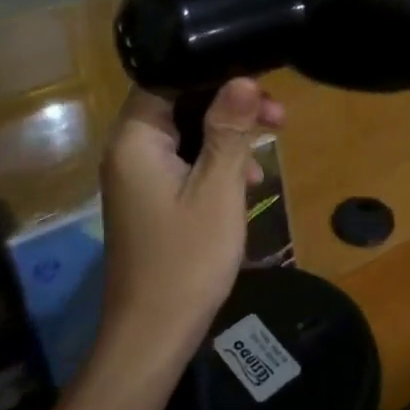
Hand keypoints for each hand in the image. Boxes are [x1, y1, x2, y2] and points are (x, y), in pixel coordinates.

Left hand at [59, 79, 283, 409]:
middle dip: (230, 105)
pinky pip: (186, 162)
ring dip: (229, 134)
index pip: (168, 79)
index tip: (260, 83)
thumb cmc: (187, 258)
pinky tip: (249, 180)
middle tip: (279, 115)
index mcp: (136, 140)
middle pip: (181, 104)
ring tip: (272, 142)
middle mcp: (130, 151)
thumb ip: (229, 130)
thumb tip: (243, 78)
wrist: (153, 335)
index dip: (215, 74)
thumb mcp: (218, 189)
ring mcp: (139, 176)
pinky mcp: (152, 198)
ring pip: (188, 134)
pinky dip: (217, 162)